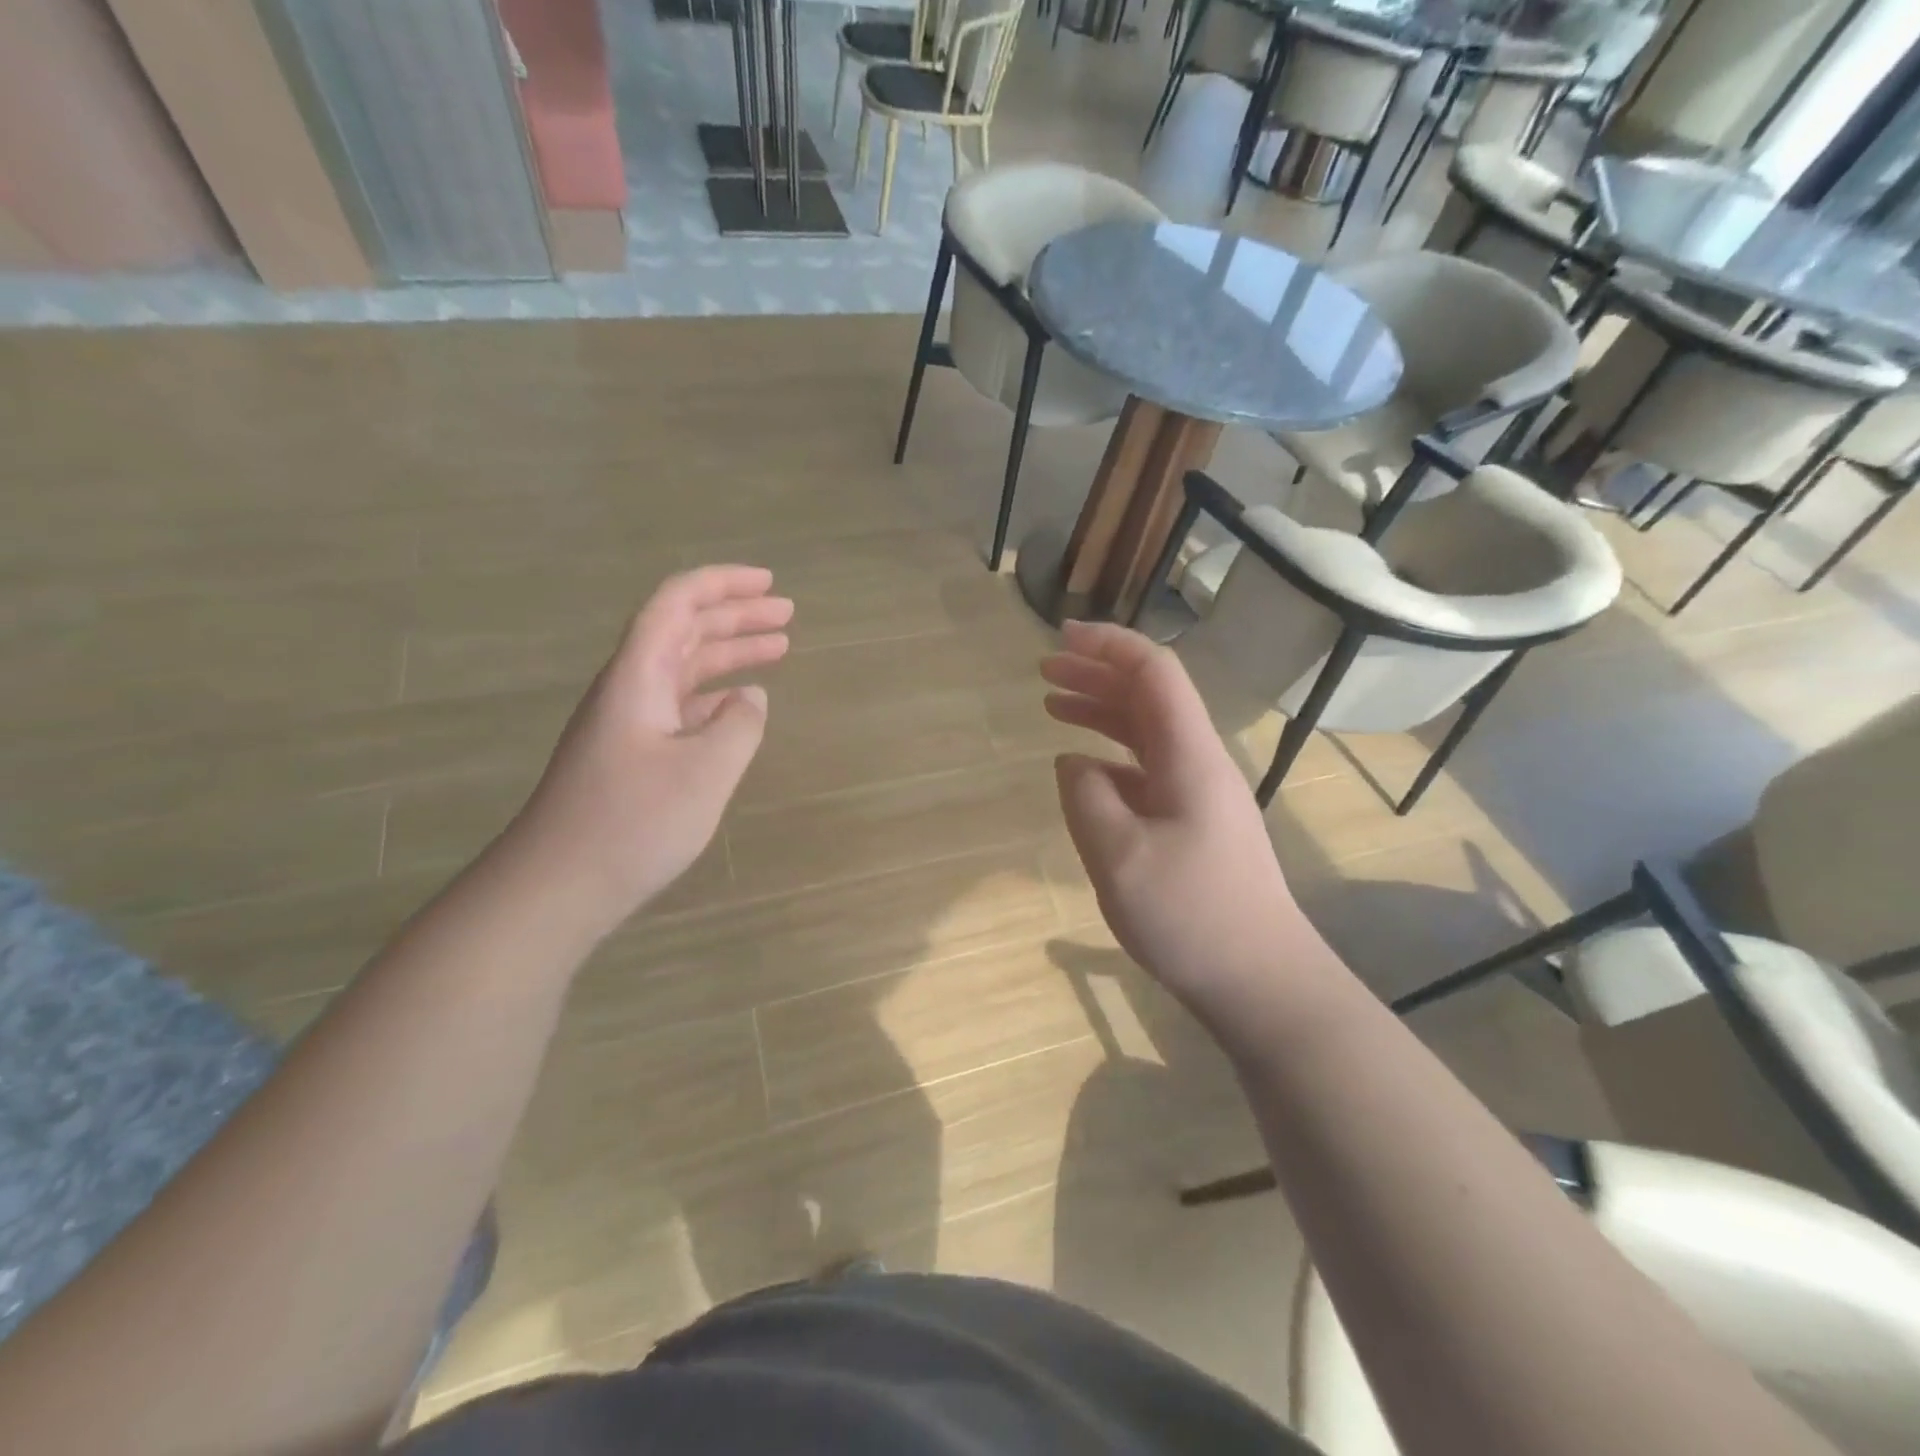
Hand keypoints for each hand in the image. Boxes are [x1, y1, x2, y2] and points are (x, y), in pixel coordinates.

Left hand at [507, 565, 791, 941]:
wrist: (557, 886)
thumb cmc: (631, 823)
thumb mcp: (704, 772)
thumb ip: (739, 725)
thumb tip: (752, 697)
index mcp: (637, 677)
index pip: (676, 604)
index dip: (722, 584)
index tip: (768, 583)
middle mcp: (629, 689)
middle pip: (683, 631)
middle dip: (736, 615)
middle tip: (787, 613)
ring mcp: (628, 723)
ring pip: (684, 669)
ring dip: (729, 653)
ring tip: (778, 649)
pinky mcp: (632, 755)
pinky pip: (680, 706)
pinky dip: (715, 696)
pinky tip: (741, 707)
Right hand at [1042, 620, 1306, 1023]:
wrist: (1260, 979)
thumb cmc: (1191, 915)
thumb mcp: (1119, 856)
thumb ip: (1086, 797)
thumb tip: (1072, 763)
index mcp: (1190, 755)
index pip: (1154, 672)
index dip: (1108, 645)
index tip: (1061, 638)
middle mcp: (1198, 762)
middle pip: (1149, 696)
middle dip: (1096, 673)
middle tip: (1045, 669)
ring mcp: (1199, 793)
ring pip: (1147, 731)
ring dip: (1101, 711)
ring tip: (1052, 704)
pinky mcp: (1193, 822)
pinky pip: (1147, 769)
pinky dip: (1109, 756)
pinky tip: (1082, 769)